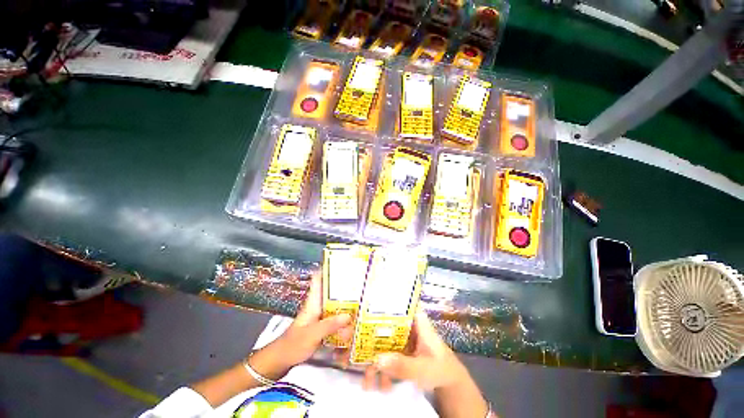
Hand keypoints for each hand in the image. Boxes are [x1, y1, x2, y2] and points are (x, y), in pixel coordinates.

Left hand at [248, 272, 352, 379]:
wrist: (281, 360)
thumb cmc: (294, 344)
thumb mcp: (312, 334)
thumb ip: (330, 325)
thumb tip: (349, 315)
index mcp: (313, 302)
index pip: (318, 279)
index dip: (327, 268)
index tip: (341, 262)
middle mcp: (317, 305)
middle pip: (330, 290)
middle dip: (343, 284)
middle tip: (359, 280)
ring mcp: (320, 315)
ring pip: (335, 303)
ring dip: (346, 301)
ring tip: (362, 297)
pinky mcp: (322, 325)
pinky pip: (335, 316)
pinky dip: (343, 316)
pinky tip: (353, 319)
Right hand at [363, 309, 469, 391]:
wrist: (449, 382)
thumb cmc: (440, 368)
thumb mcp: (424, 368)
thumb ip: (403, 365)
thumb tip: (378, 359)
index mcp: (415, 320)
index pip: (399, 303)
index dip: (382, 301)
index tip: (364, 306)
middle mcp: (406, 325)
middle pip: (385, 322)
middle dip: (369, 337)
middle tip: (355, 352)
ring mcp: (402, 338)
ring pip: (383, 340)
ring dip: (373, 358)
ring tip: (367, 380)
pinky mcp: (399, 350)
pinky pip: (385, 354)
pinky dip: (379, 367)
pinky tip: (377, 384)